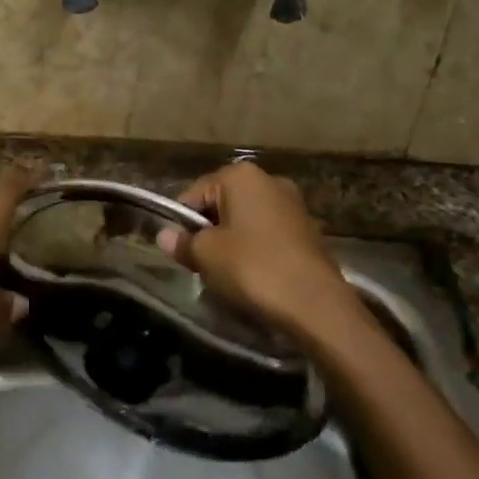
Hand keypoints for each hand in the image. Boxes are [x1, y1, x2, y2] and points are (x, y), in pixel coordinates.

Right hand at [161, 162, 354, 337]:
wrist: (314, 303)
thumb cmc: (252, 268)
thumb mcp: (206, 255)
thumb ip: (182, 242)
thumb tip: (164, 236)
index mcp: (241, 176)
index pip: (194, 194)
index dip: (182, 224)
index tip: (181, 252)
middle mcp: (269, 180)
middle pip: (221, 205)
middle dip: (209, 233)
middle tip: (203, 265)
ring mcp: (292, 204)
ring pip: (245, 222)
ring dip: (232, 244)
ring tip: (228, 275)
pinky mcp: (308, 230)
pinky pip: (267, 236)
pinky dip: (256, 252)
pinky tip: (255, 277)